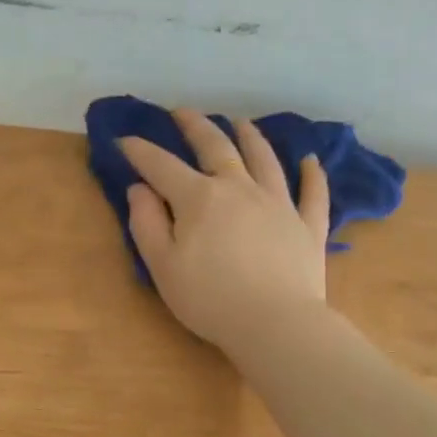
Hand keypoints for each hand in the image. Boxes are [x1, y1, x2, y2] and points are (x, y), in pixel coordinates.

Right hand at [121, 109, 331, 352]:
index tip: (124, 139)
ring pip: (264, 159)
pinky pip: (312, 193)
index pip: (162, 166)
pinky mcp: (308, 226)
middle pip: (216, 148)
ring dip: (250, 137)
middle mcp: (240, 189)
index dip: (141, 151)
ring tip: (240, 122)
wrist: (274, 323)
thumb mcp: (162, 266)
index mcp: (199, 199)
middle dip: (196, 126)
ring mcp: (279, 204)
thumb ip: (146, 224)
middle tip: (183, 112)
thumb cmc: (209, 299)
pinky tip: (310, 161)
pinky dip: (312, 175)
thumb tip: (139, 189)